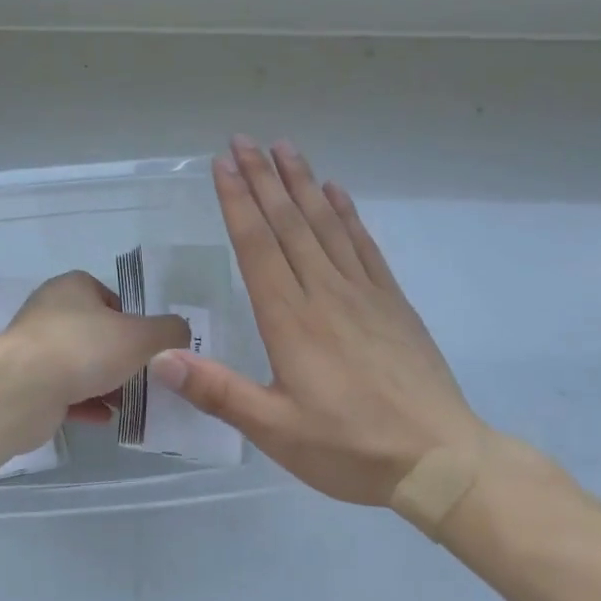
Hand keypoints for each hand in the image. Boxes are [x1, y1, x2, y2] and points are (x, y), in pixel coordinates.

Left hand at [7, 272, 191, 428]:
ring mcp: (35, 350)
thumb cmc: (84, 348)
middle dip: (120, 356)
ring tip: (131, 402)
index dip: (133, 320)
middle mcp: (49, 312)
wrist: (23, 390)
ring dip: (104, 383)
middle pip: (95, 333)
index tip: (149, 345)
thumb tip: (182, 331)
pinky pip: (64, 393)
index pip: (109, 298)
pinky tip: (106, 418)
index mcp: (73, 288)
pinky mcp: (27, 384)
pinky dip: (85, 404)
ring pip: (79, 365)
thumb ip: (168, 331)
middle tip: (145, 377)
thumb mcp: (141, 335)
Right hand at [151, 138, 490, 508]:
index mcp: (291, 320)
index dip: (238, 202)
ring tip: (284, 148)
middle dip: (263, 178)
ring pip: (325, 225)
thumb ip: (217, 391)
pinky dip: (347, 214)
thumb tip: (160, 357)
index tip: (222, 164)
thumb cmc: (350, 448)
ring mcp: (364, 294)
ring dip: (302, 183)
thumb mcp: (275, 431)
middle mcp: (325, 293)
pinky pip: (365, 246)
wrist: (440, 460)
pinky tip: (336, 192)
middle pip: (288, 223)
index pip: (258, 246)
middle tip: (243, 140)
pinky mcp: (392, 303)